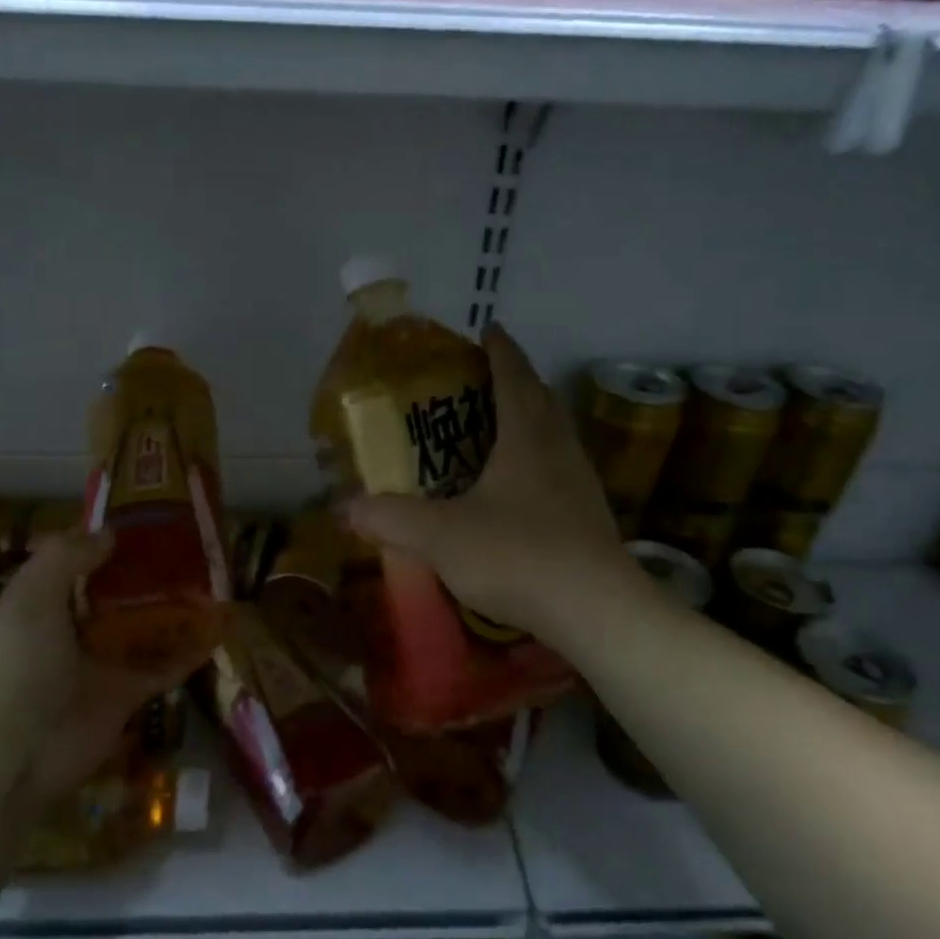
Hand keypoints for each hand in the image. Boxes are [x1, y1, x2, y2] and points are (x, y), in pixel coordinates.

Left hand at [0, 529, 196, 803]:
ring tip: (216, 582)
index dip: (107, 542)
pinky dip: (191, 651)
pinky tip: (220, 629)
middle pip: (119, 595)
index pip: (79, 564)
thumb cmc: (19, 664)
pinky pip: (166, 666)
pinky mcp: (128, 693)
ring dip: (176, 610)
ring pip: (146, 628)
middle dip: (149, 574)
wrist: (16, 751)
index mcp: (45, 603)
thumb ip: (67, 557)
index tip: (146, 520)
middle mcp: (75, 630)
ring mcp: (104, 663)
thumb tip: (110, 532)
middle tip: (193, 548)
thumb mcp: (32, 595)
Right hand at [340, 323, 647, 640]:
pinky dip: (540, 460)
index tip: (489, 329)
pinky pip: (561, 470)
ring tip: (502, 426)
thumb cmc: (516, 555)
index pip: (513, 377)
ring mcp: (580, 483)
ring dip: (532, 418)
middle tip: (485, 378)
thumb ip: (391, 518)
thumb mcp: (441, 536)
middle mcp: (558, 449)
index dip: (500, 350)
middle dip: (516, 380)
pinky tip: (522, 488)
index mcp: (526, 438)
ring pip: (556, 434)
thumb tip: (344, 507)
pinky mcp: (590, 516)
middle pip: (541, 399)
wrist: (594, 610)